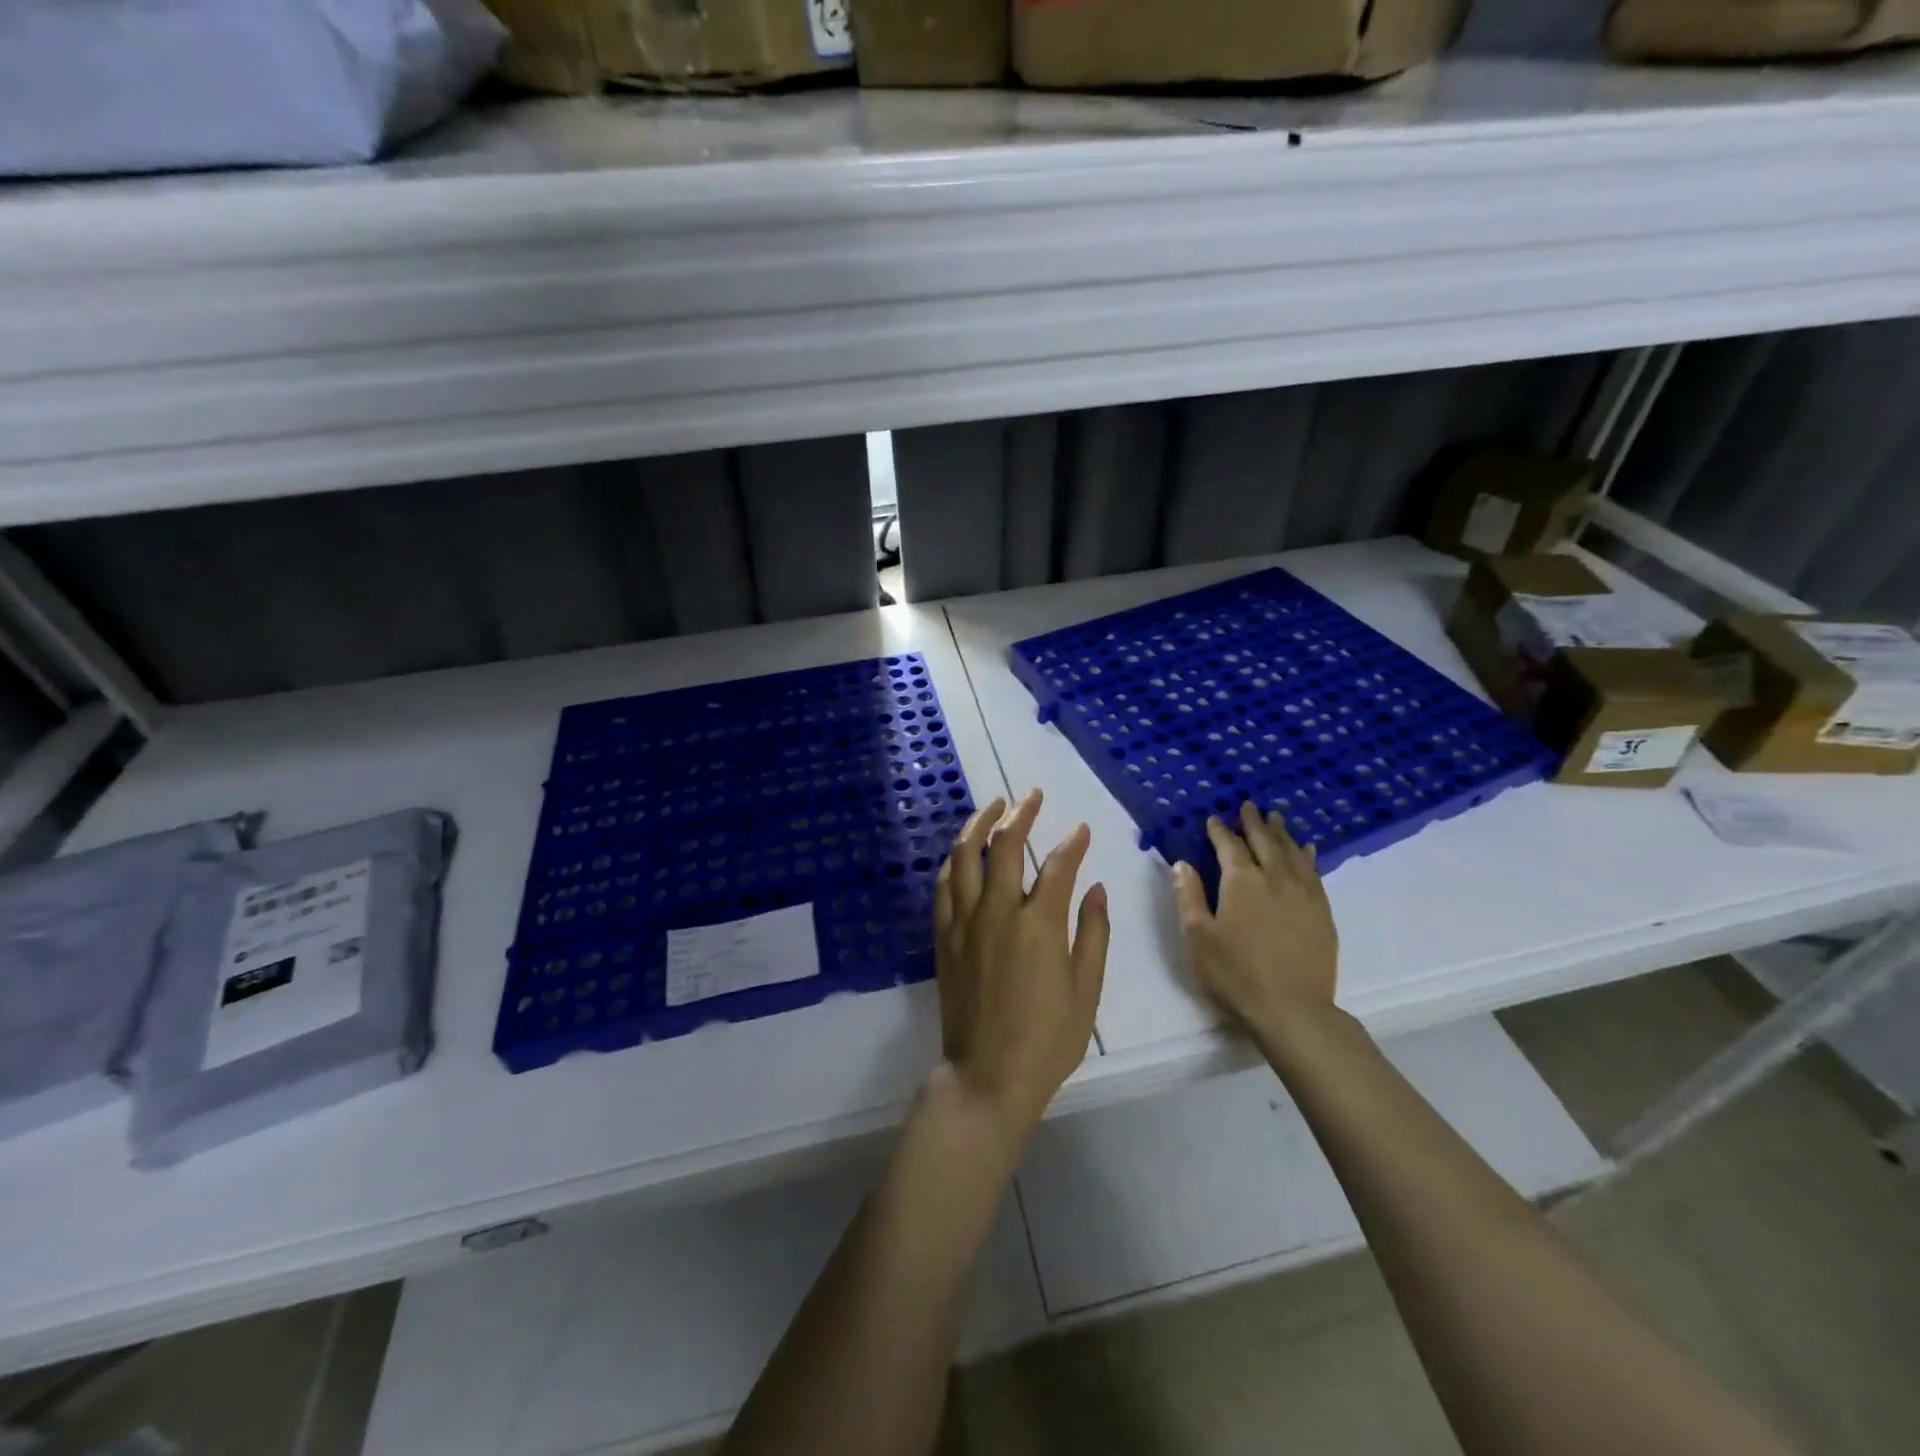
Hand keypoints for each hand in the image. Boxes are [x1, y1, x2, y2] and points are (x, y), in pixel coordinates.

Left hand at [933, 790, 1109, 1139]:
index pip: (1057, 866)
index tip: (1080, 829)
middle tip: (1031, 796)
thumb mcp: (1086, 991)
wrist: (987, 1077)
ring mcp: (964, 923)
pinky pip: (942, 887)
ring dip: (978, 824)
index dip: (1072, 843)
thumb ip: (1093, 933)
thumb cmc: (1047, 1040)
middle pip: (1004, 845)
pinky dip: (953, 862)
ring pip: (964, 856)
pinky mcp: (942, 938)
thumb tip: (1095, 887)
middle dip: (1020, 813)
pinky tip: (962, 852)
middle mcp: (997, 913)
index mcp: (1039, 926)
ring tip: (992, 806)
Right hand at [1172, 803, 1338, 1042]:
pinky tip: (1307, 849)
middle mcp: (1275, 878)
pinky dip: (1308, 855)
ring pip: (1292, 852)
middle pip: (1264, 841)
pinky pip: (1314, 872)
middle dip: (1253, 822)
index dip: (1220, 831)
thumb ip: (1190, 896)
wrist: (1293, 1010)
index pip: (1229, 846)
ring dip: (1281, 833)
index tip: (1214, 818)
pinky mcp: (1322, 911)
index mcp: (1241, 882)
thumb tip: (1182, 864)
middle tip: (1248, 806)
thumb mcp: (1198, 937)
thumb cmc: (1235, 974)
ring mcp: (1303, 893)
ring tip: (1275, 818)